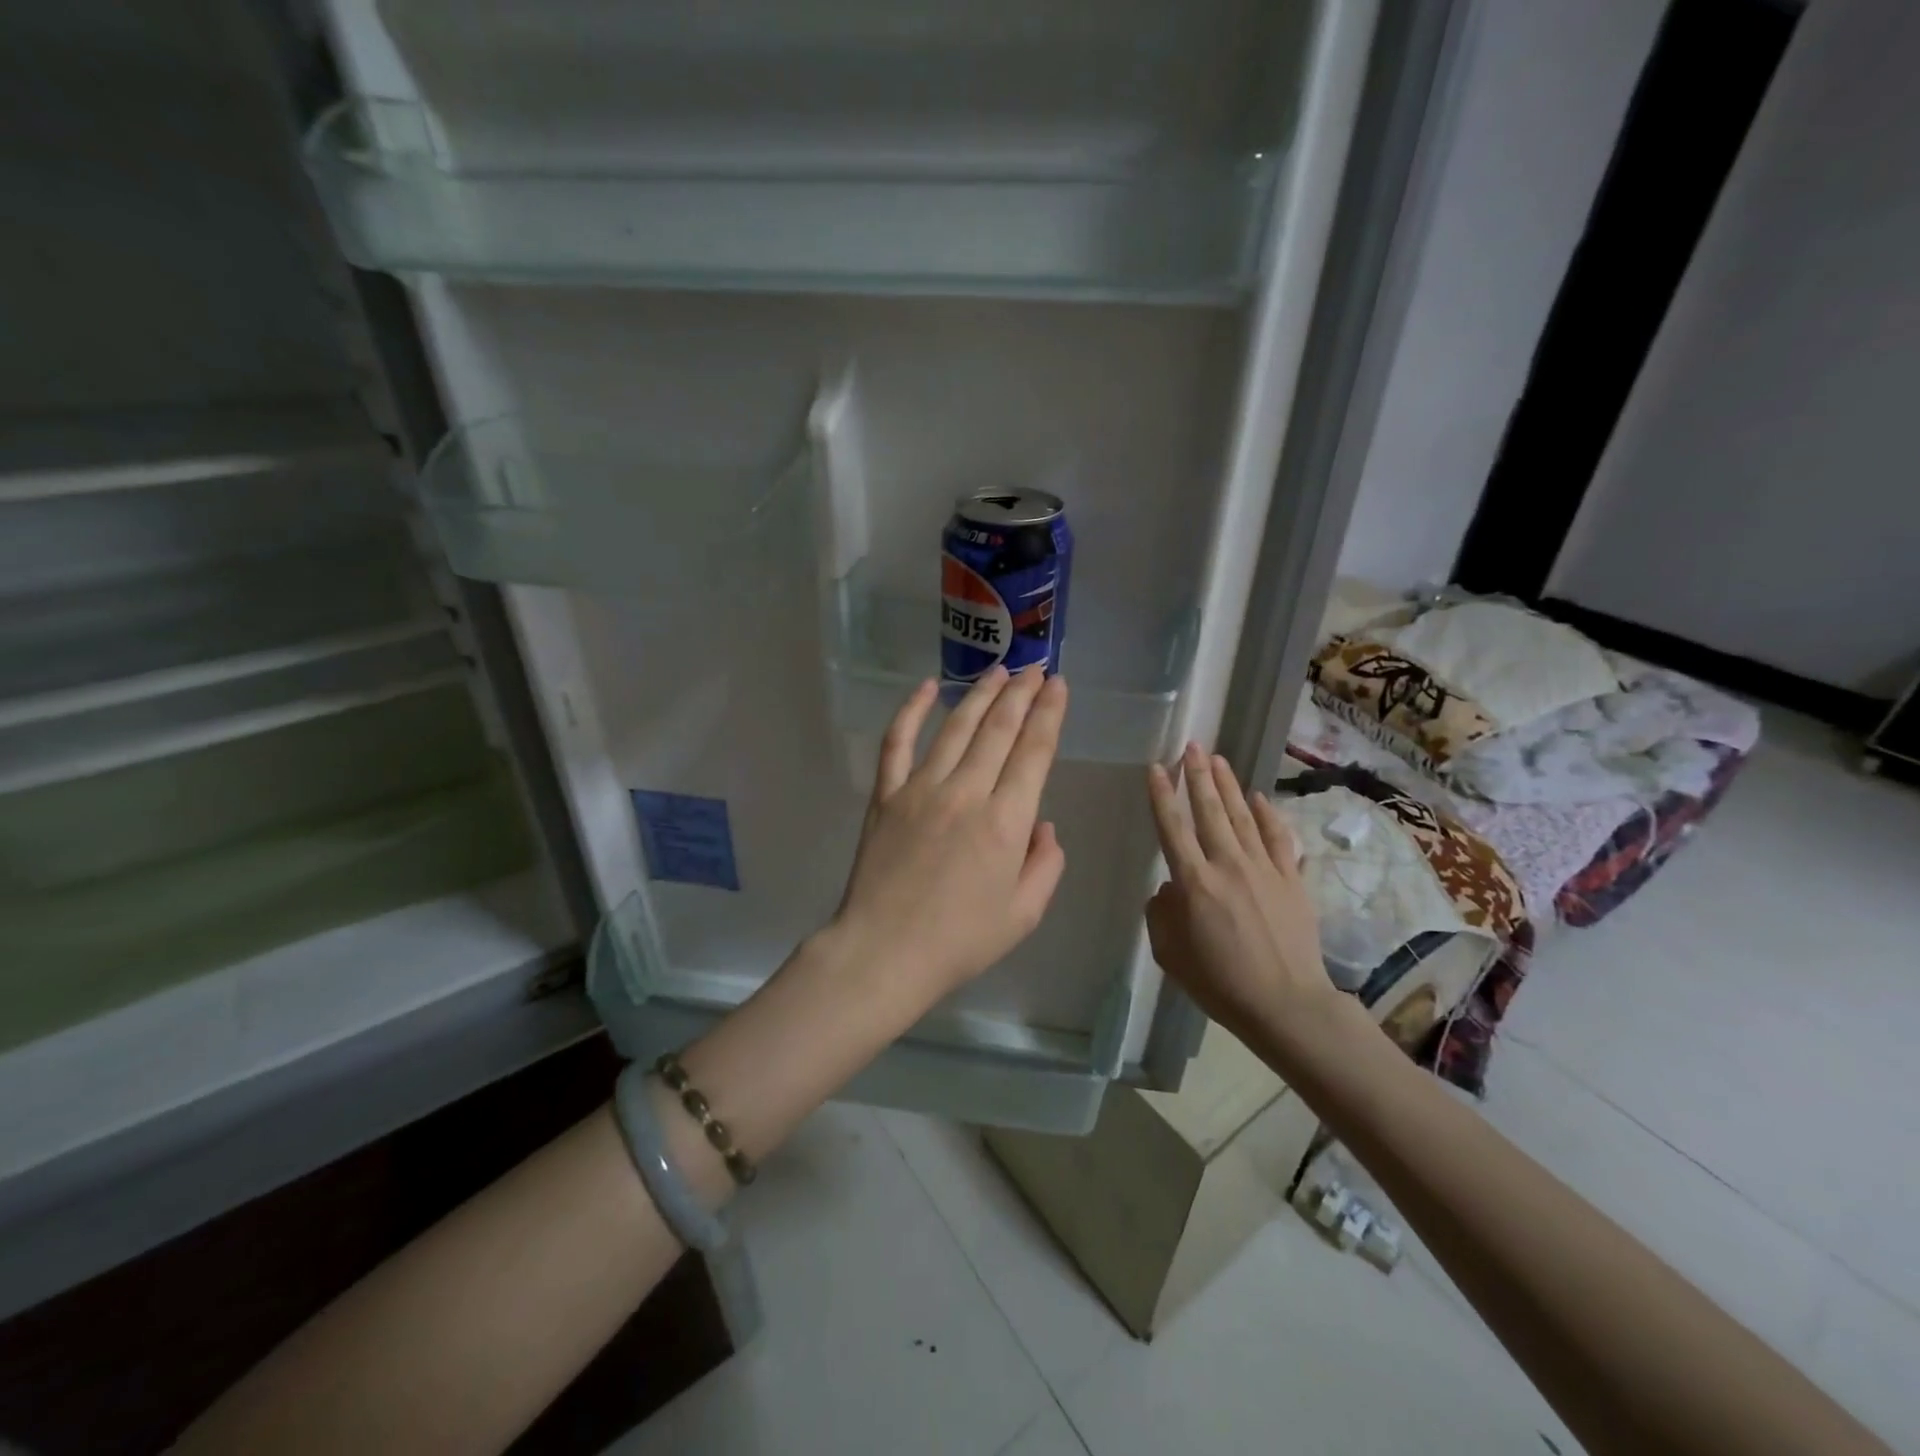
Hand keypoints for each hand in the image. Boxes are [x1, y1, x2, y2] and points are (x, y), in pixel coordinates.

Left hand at [831, 665, 1068, 1009]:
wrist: (884, 953)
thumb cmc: (960, 941)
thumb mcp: (1024, 914)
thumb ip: (1045, 864)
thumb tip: (1041, 824)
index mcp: (1006, 821)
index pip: (1034, 751)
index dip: (1049, 713)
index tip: (1057, 685)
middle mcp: (966, 792)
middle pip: (999, 728)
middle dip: (1021, 693)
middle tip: (1035, 668)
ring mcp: (920, 788)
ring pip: (955, 727)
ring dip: (980, 694)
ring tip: (999, 671)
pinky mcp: (886, 794)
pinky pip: (897, 742)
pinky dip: (911, 710)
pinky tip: (927, 687)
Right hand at [1144, 743, 1335, 1042]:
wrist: (1287, 1005)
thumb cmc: (1220, 983)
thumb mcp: (1171, 954)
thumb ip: (1161, 914)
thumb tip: (1168, 888)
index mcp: (1194, 882)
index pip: (1172, 828)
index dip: (1162, 795)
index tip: (1156, 767)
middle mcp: (1228, 865)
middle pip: (1209, 811)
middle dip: (1198, 775)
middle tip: (1192, 745)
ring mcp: (1265, 869)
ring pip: (1243, 817)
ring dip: (1229, 785)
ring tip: (1218, 759)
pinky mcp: (1292, 880)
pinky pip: (1279, 839)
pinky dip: (1268, 815)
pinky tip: (1259, 798)